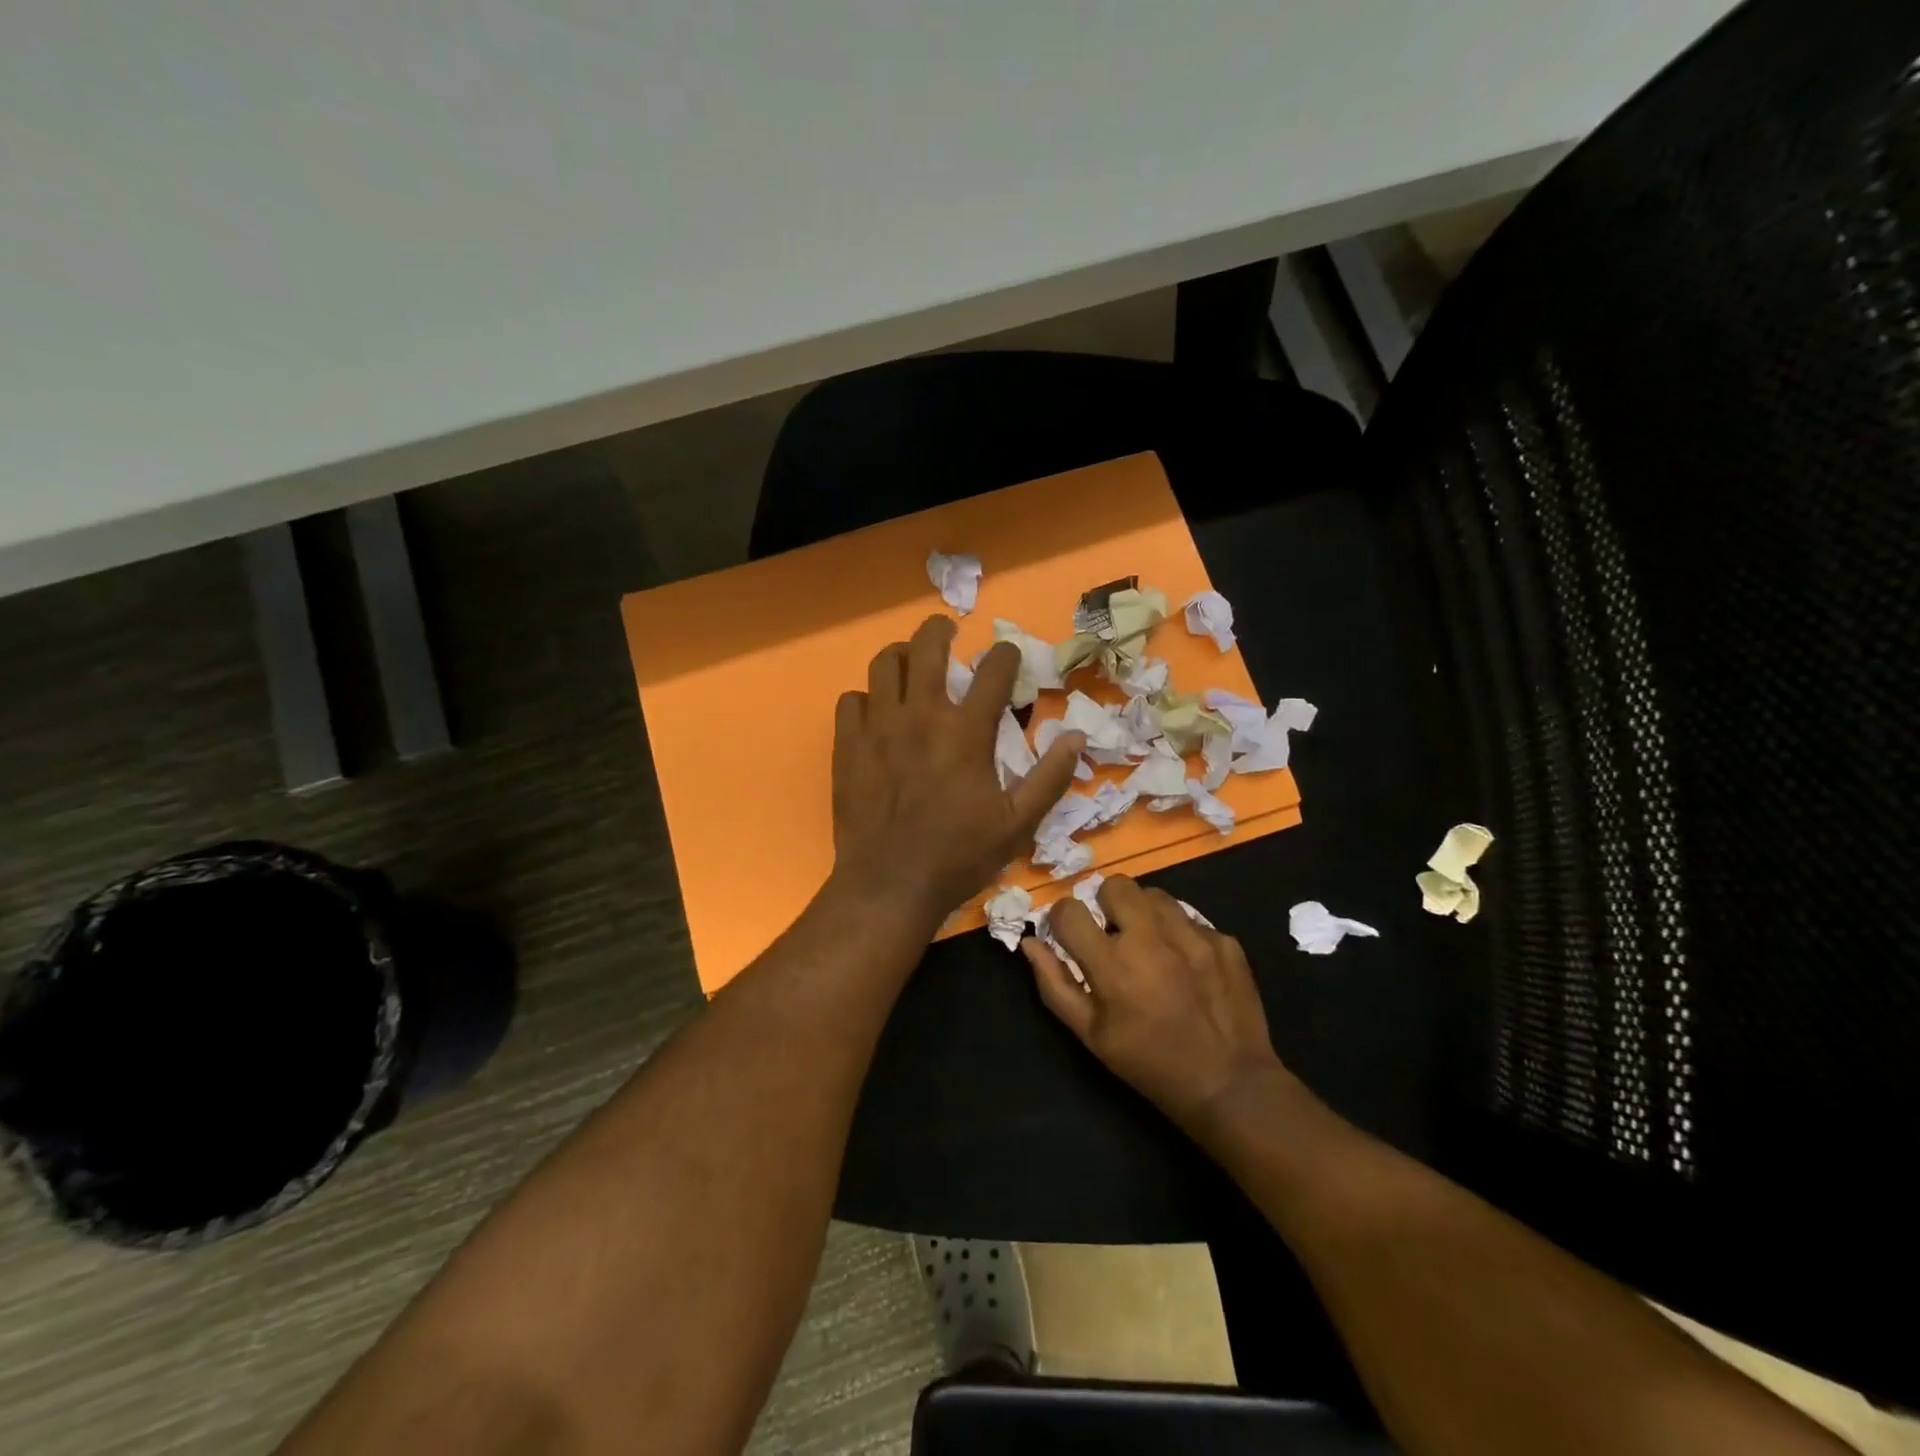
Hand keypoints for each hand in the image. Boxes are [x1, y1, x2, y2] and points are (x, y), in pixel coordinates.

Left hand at [832, 615, 1083, 923]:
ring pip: (884, 664)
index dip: (1006, 654)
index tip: (1008, 654)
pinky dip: (865, 698)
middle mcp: (921, 716)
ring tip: (909, 663)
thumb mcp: (1017, 824)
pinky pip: (850, 700)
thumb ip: (1050, 777)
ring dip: (901, 655)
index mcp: (966, 732)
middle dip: (941, 629)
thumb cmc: (958, 856)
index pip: (993, 670)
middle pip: (927, 646)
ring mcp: (878, 727)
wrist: (889, 884)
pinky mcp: (847, 745)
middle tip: (947, 633)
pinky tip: (875, 712)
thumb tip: (1076, 736)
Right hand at [1024, 877, 1289, 1135]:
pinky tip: (1186, 965)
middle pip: (1116, 885)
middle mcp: (1152, 939)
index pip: (1070, 910)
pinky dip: (1181, 934)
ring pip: (1156, 895)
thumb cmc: (1149, 1064)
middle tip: (1114, 934)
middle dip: (1107, 904)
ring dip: (1144, 914)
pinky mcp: (1224, 941)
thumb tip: (1030, 943)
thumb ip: (1054, 985)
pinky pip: (1191, 919)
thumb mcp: (1091, 1036)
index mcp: (1113, 964)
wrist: (1229, 1084)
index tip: (1070, 934)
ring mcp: (1193, 936)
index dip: (1063, 918)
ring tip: (1151, 945)